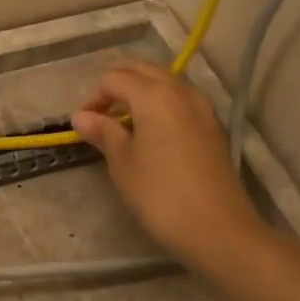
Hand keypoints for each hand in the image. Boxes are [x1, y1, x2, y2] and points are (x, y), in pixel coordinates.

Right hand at [71, 60, 264, 272]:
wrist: (219, 230)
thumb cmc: (160, 195)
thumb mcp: (123, 163)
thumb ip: (103, 132)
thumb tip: (81, 116)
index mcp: (153, 95)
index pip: (113, 78)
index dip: (93, 96)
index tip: (84, 124)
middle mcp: (180, 91)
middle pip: (142, 70)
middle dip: (117, 84)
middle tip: (100, 114)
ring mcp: (202, 107)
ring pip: (164, 81)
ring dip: (140, 90)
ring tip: (124, 121)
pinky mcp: (213, 126)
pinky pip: (180, 99)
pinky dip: (161, 103)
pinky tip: (152, 131)